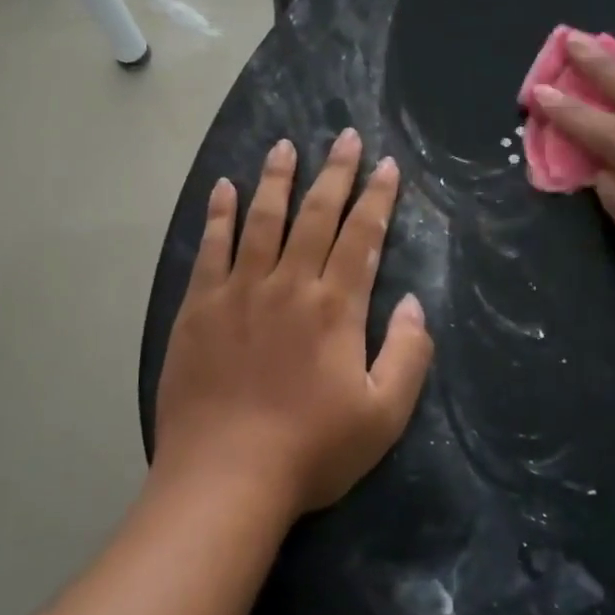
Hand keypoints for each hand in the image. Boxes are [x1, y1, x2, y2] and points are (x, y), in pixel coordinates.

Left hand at [153, 131, 434, 518]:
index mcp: (335, 308)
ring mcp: (238, 291)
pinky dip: (219, 215)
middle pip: (316, 216)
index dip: (377, 198)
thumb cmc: (310, 451)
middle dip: (335, 173)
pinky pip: (211, 248)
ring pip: (262, 220)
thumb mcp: (382, 416)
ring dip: (276, 179)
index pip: (362, 237)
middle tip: (346, 137)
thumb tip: (415, 304)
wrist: (224, 478)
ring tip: (285, 145)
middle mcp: (288, 285)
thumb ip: (407, 355)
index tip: (386, 165)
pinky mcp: (198, 307)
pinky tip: (224, 189)